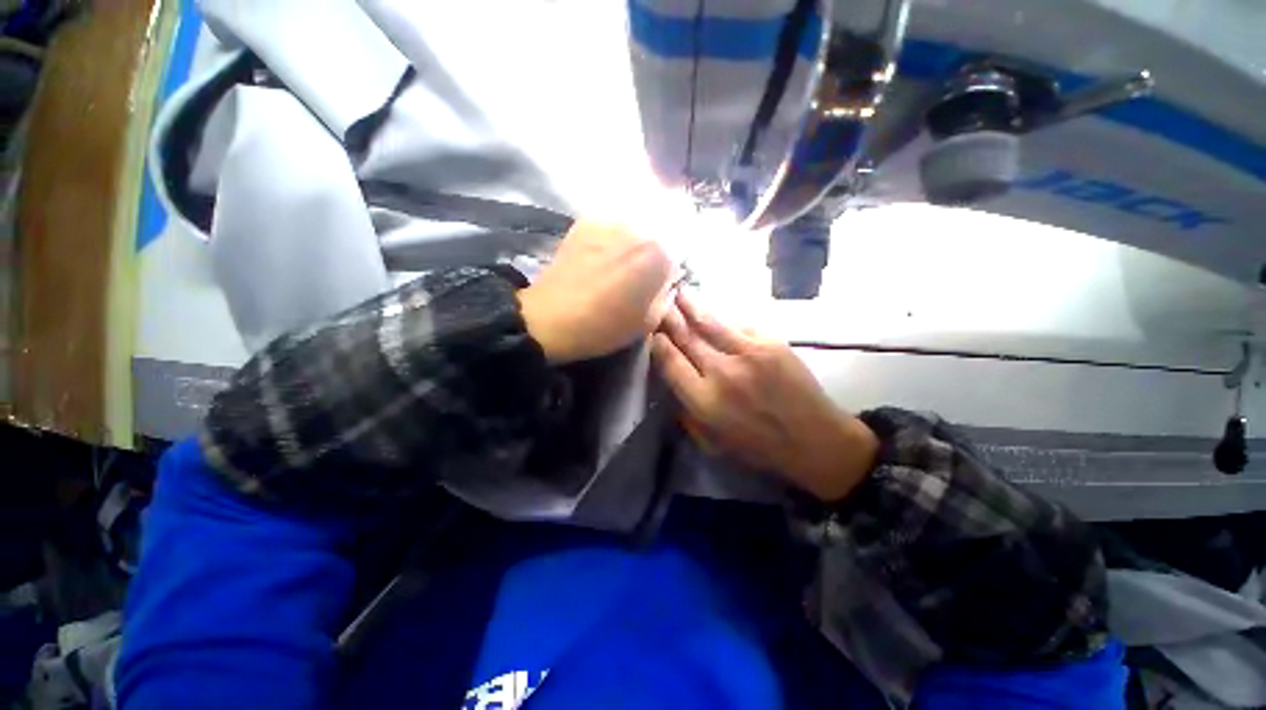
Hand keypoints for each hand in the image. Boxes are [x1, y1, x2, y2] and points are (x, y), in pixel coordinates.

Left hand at [519, 220, 673, 363]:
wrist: (550, 319)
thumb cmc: (603, 326)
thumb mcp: (647, 322)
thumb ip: (664, 297)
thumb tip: (666, 282)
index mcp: (658, 254)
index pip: (677, 257)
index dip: (668, 274)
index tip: (657, 287)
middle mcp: (638, 228)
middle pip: (656, 238)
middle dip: (652, 255)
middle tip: (638, 276)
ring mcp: (610, 221)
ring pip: (634, 229)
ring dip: (632, 246)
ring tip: (617, 267)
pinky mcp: (586, 222)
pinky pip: (610, 227)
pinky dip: (612, 240)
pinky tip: (600, 258)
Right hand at [652, 293, 878, 501]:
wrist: (814, 440)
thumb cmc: (758, 447)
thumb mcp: (711, 442)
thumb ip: (686, 411)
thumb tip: (672, 380)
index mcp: (704, 400)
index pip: (670, 362)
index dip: (658, 343)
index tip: (651, 332)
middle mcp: (721, 372)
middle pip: (686, 337)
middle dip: (668, 318)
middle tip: (658, 303)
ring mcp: (748, 353)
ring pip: (709, 322)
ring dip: (690, 305)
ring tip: (679, 292)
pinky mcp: (770, 343)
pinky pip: (738, 323)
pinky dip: (721, 315)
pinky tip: (712, 308)